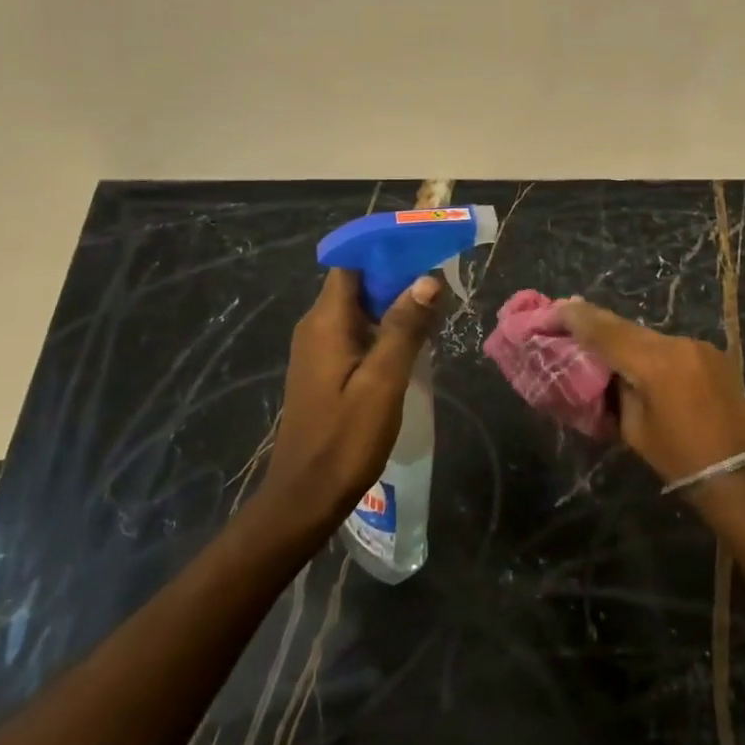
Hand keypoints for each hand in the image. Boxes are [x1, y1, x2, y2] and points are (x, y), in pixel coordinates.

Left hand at [260, 268, 442, 526]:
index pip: (352, 263)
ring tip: (434, 304)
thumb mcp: (382, 382)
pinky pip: (356, 331)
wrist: (305, 499)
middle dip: (396, 273)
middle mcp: (316, 326)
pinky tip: (412, 340)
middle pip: (357, 282)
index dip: (385, 249)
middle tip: (439, 276)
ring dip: (393, 301)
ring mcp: (318, 349)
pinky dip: (384, 326)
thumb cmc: (344, 440)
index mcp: (325, 322)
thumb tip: (428, 279)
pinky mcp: (324, 369)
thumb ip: (404, 328)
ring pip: (359, 307)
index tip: (423, 245)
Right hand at [557, 299, 744, 490]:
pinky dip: (651, 351)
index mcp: (655, 363)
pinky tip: (640, 362)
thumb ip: (617, 391)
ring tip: (601, 342)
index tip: (554, 307)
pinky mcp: (713, 355)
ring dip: (625, 339)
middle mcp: (678, 344)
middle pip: (627, 328)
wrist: (741, 476)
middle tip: (568, 316)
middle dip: (597, 324)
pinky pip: (671, 346)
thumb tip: (607, 371)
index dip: (578, 318)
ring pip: (649, 336)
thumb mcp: (635, 429)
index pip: (606, 332)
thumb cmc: (680, 460)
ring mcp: (699, 346)